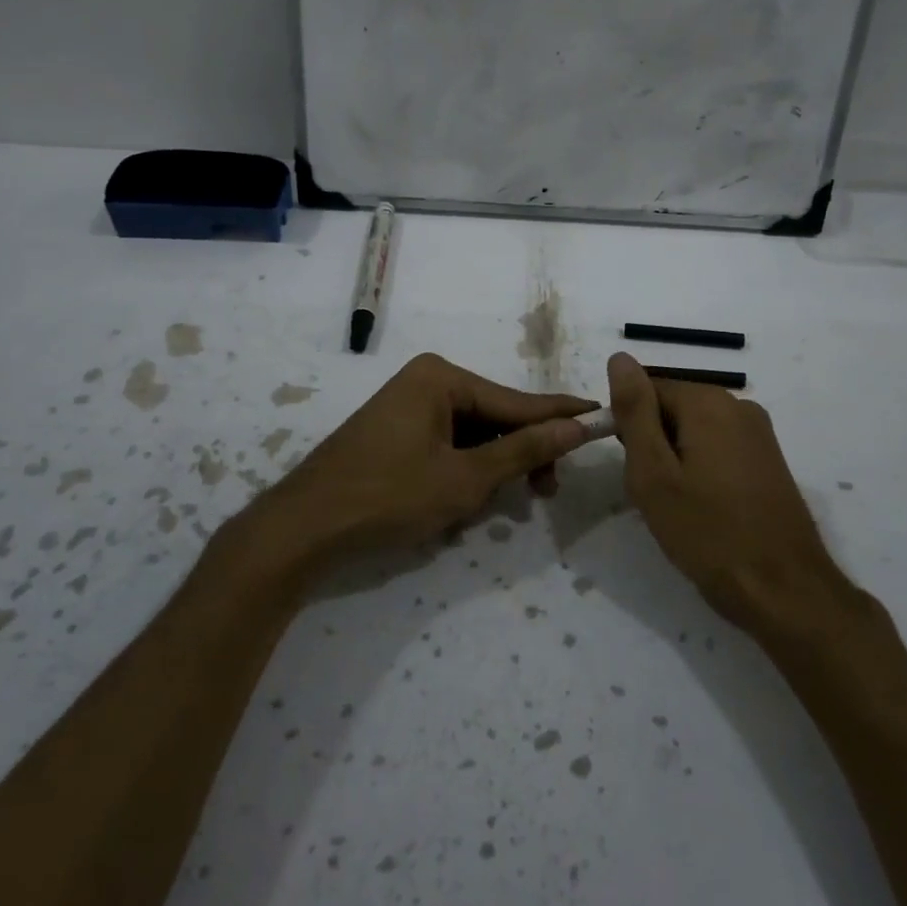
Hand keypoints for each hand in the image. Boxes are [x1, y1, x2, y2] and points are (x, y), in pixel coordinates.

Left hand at [253, 353, 593, 578]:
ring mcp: (408, 406)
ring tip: (508, 503)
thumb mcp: (464, 479)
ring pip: (472, 435)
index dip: (561, 415)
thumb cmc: (388, 497)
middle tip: (548, 491)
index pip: (517, 400)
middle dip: (521, 454)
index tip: (602, 415)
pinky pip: (448, 445)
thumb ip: (523, 450)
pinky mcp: (397, 432)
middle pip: (495, 417)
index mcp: (442, 378)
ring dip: (492, 468)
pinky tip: (470, 500)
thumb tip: (577, 426)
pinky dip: (465, 471)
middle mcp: (426, 381)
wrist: (304, 527)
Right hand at [607, 352, 847, 626]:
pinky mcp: (769, 461)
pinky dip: (701, 471)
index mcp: (708, 402)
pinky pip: (719, 449)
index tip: (631, 468)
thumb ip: (635, 411)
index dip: (629, 426)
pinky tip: (703, 509)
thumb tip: (620, 357)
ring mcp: (759, 434)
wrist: (784, 590)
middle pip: (673, 409)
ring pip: (694, 432)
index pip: (647, 390)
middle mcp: (739, 406)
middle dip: (653, 444)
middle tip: (652, 493)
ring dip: (675, 460)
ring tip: (677, 506)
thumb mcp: (654, 472)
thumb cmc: (707, 532)